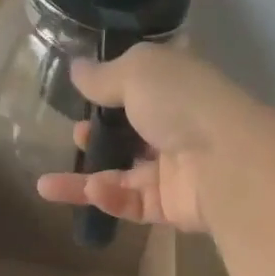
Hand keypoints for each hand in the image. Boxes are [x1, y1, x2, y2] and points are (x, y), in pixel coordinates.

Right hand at [34, 44, 272, 233]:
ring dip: (86, 180)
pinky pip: (134, 204)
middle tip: (75, 136)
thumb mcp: (137, 72)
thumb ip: (103, 76)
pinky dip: (110, 198)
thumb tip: (76, 69)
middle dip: (99, 138)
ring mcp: (175, 170)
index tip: (82, 96)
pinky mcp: (172, 207)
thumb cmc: (182, 103)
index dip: (112, 90)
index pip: (143, 86)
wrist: (226, 162)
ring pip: (124, 177)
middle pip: (132, 135)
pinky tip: (90, 191)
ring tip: (48, 183)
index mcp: (176, 88)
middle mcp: (177, 127)